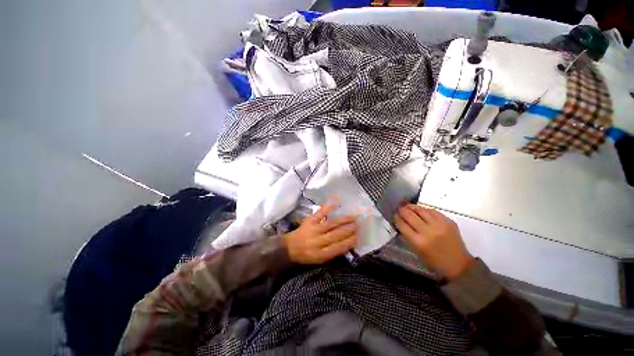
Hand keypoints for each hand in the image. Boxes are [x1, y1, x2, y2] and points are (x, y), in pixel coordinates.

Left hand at [284, 203, 357, 264]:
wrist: (290, 247)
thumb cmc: (307, 255)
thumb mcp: (320, 259)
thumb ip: (334, 252)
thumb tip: (349, 243)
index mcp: (321, 254)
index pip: (339, 247)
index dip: (350, 241)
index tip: (360, 236)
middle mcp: (317, 242)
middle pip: (336, 234)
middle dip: (349, 229)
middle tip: (360, 224)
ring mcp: (313, 230)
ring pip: (331, 224)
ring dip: (344, 219)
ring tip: (354, 216)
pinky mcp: (309, 220)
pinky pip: (320, 213)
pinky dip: (329, 206)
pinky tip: (336, 200)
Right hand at [394, 204, 473, 280]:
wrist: (459, 265)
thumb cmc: (435, 262)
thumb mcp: (417, 252)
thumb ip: (408, 237)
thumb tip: (400, 224)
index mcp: (419, 242)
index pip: (402, 224)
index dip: (396, 218)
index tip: (394, 215)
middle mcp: (428, 232)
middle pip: (410, 215)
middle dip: (402, 210)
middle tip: (399, 208)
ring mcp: (439, 225)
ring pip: (421, 210)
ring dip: (412, 207)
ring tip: (408, 206)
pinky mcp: (448, 222)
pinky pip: (433, 211)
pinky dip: (425, 209)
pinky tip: (421, 210)